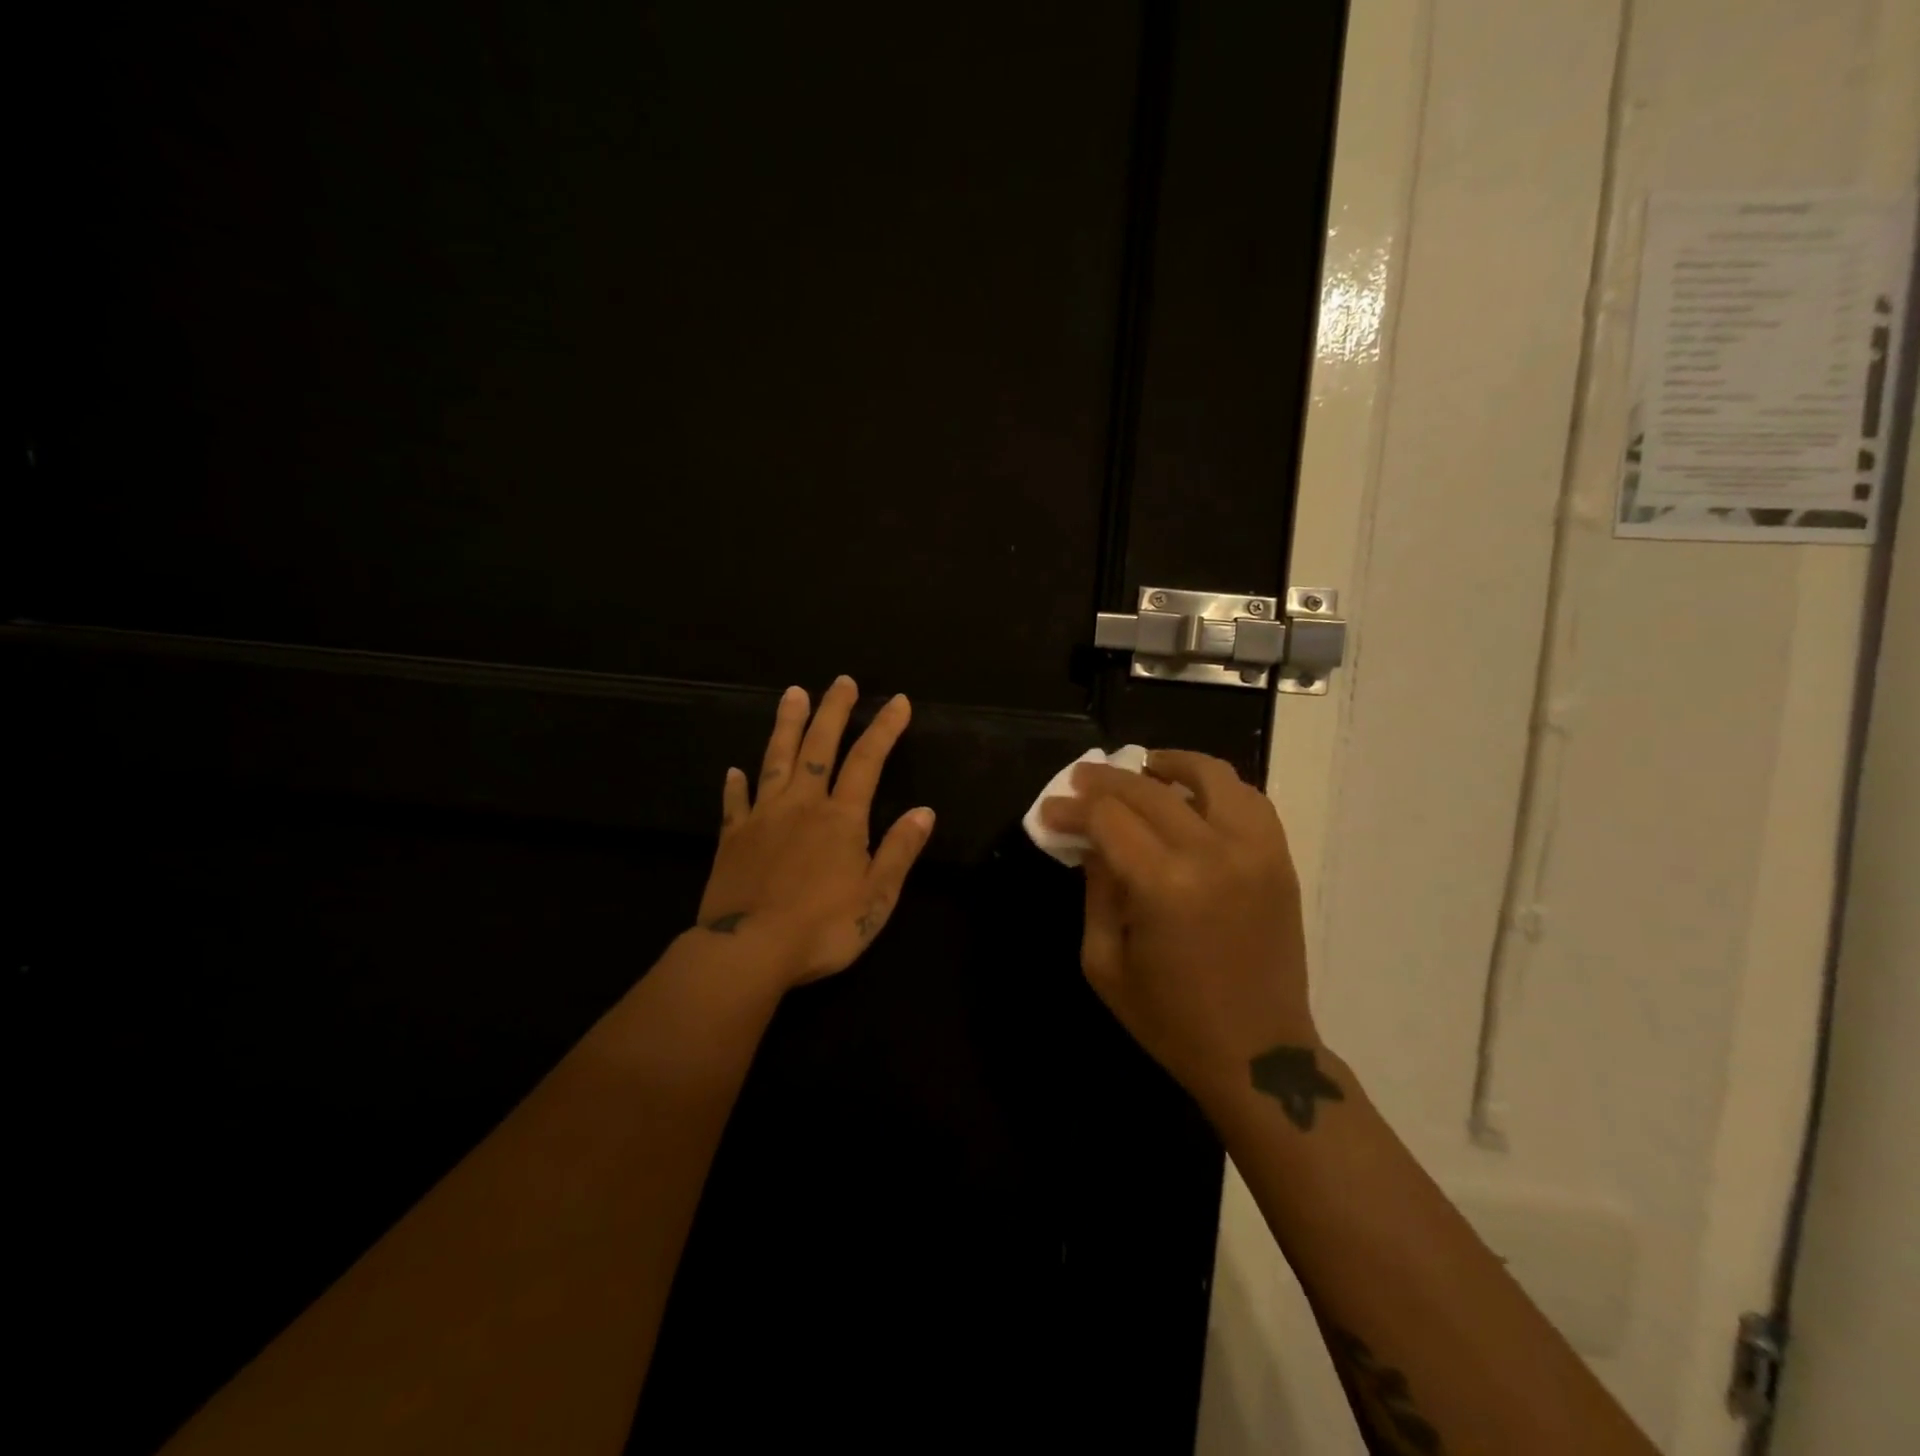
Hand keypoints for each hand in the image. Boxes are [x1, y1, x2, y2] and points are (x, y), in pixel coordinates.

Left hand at [697, 676, 934, 987]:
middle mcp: (802, 805)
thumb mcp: (877, 897)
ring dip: (786, 726)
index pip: (868, 760)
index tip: (898, 701)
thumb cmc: (822, 928)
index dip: (885, 728)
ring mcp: (762, 818)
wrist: (748, 952)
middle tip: (840, 681)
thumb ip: (899, 850)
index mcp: (841, 818)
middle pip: (819, 746)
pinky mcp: (732, 838)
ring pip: (775, 760)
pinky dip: (735, 785)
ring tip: (792, 695)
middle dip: (833, 711)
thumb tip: (924, 811)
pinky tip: (733, 770)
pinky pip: (734, 803)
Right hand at [1039, 750, 1314, 1112]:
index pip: (1107, 819)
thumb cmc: (1170, 1019)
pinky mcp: (1279, 859)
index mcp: (1164, 886)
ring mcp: (1255, 851)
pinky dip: (1216, 786)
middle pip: (1149, 790)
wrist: (1259, 1055)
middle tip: (1079, 781)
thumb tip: (1091, 841)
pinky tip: (1192, 796)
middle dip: (1105, 781)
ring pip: (1210, 776)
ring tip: (1142, 768)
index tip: (1050, 810)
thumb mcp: (1104, 962)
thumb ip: (1095, 890)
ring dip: (1169, 765)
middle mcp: (1213, 854)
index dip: (1072, 809)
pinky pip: (1250, 800)